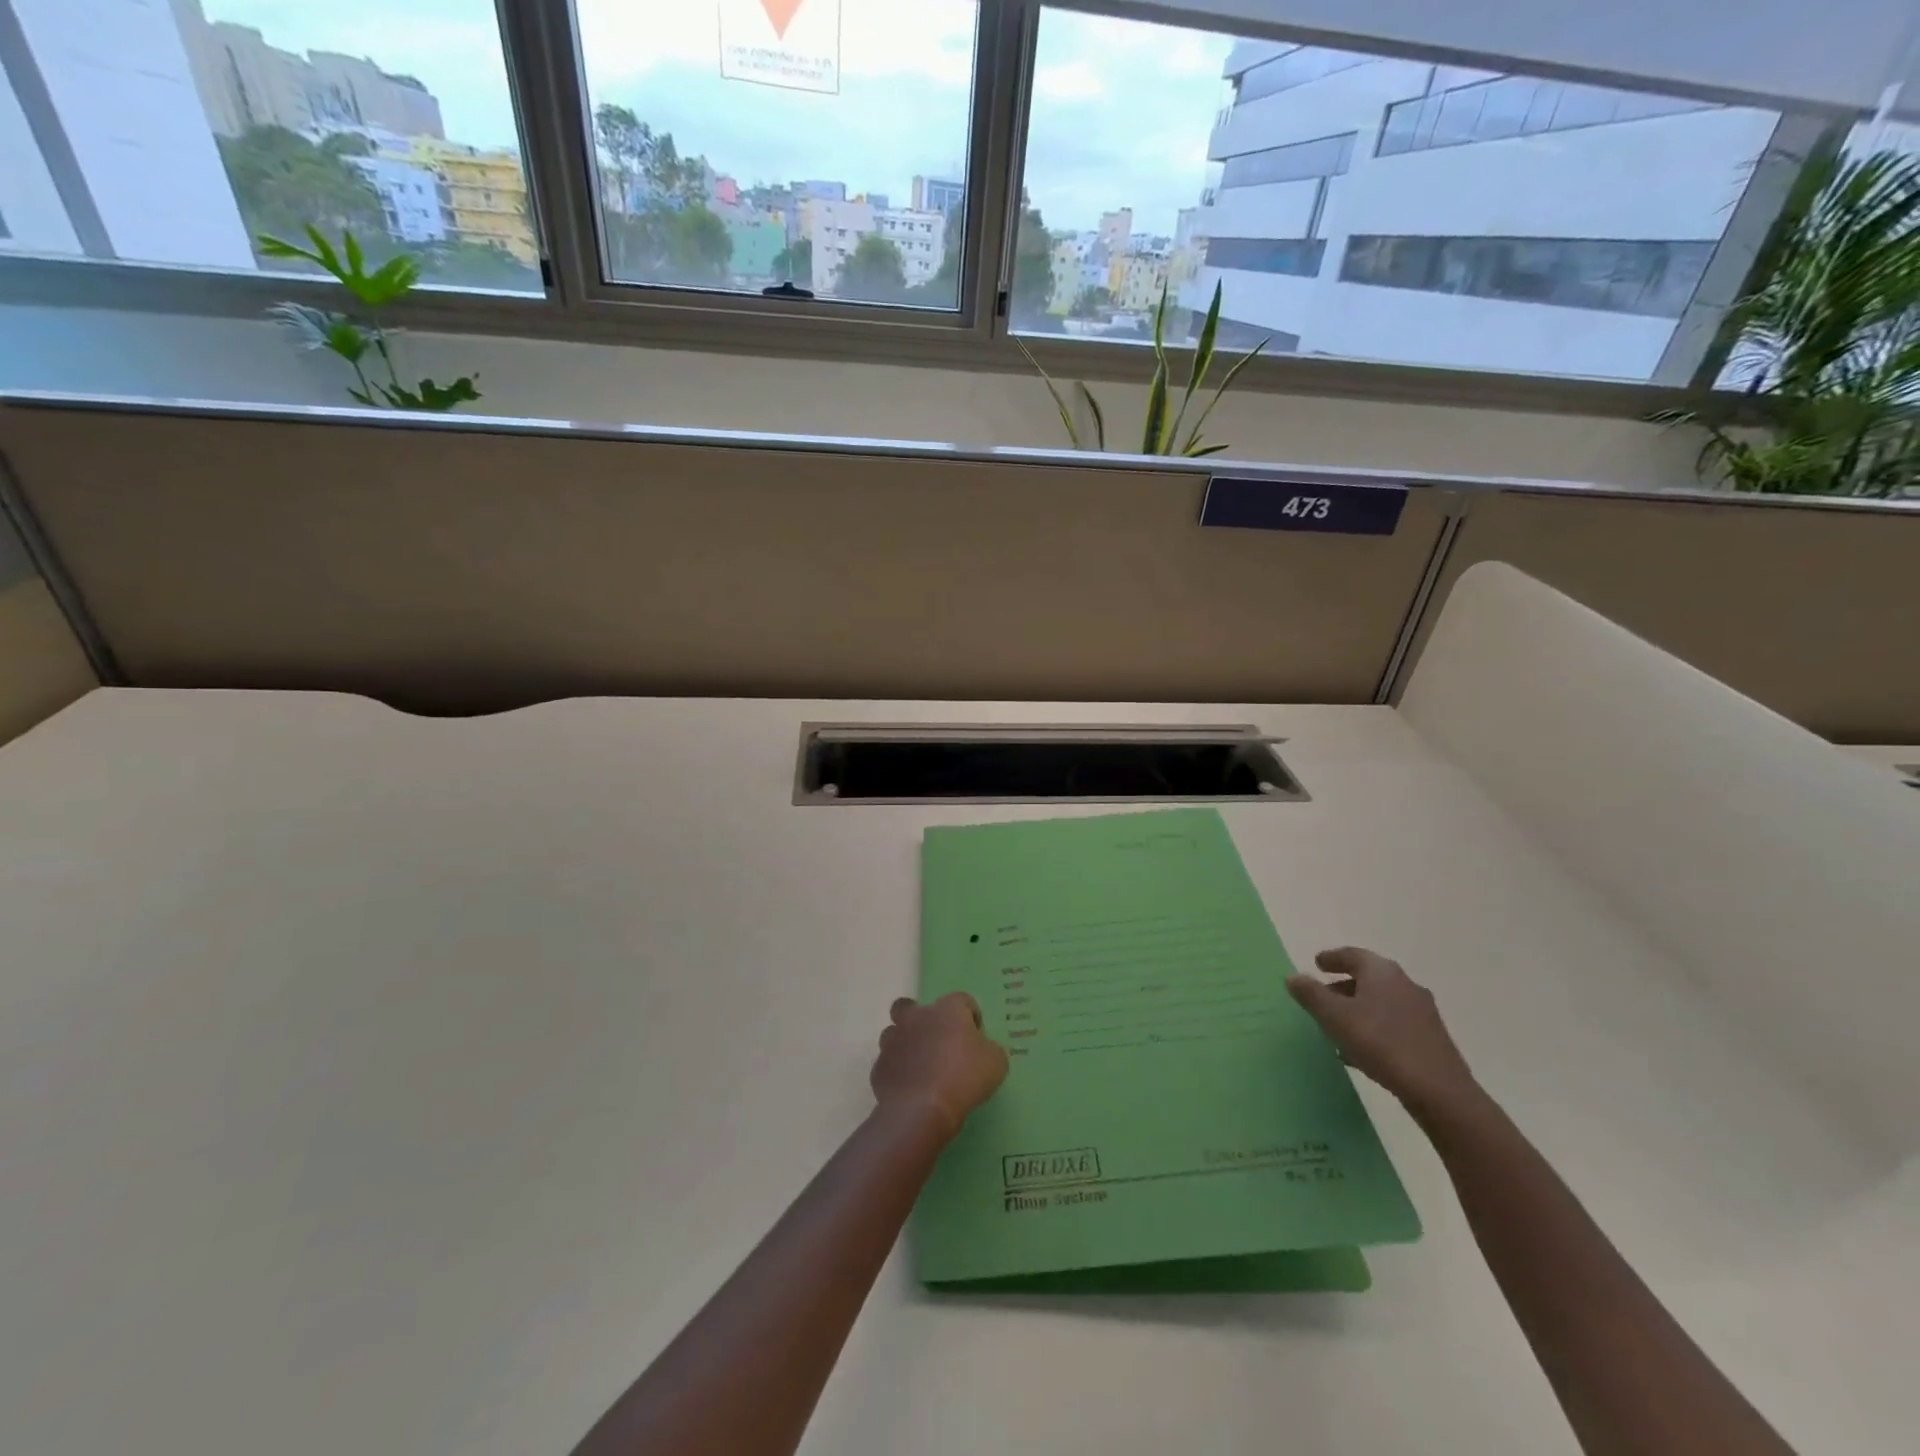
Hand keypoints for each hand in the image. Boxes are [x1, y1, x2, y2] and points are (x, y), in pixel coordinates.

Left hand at [870, 993, 1009, 1138]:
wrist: (922, 1109)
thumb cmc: (964, 1078)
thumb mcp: (996, 1062)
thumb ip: (989, 1048)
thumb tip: (981, 1049)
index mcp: (947, 1010)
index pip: (963, 1000)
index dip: (971, 1017)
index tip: (977, 1039)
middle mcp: (917, 1017)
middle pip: (912, 1006)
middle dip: (922, 1020)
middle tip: (937, 1043)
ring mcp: (893, 1041)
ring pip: (894, 1033)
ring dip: (906, 1045)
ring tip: (921, 1068)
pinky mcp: (880, 1067)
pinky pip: (889, 1064)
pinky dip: (898, 1072)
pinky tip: (911, 1090)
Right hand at [1286, 947, 1478, 1119]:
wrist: (1439, 1090)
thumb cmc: (1380, 1043)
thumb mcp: (1335, 1017)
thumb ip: (1311, 994)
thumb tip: (1293, 976)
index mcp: (1382, 972)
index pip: (1353, 955)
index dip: (1332, 958)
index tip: (1317, 963)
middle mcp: (1404, 984)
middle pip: (1368, 978)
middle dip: (1343, 985)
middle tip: (1322, 996)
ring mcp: (1421, 1012)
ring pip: (1381, 1002)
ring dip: (1358, 1008)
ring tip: (1337, 1026)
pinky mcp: (1430, 1037)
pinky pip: (1393, 1023)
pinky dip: (1373, 1026)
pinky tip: (1361, 1049)